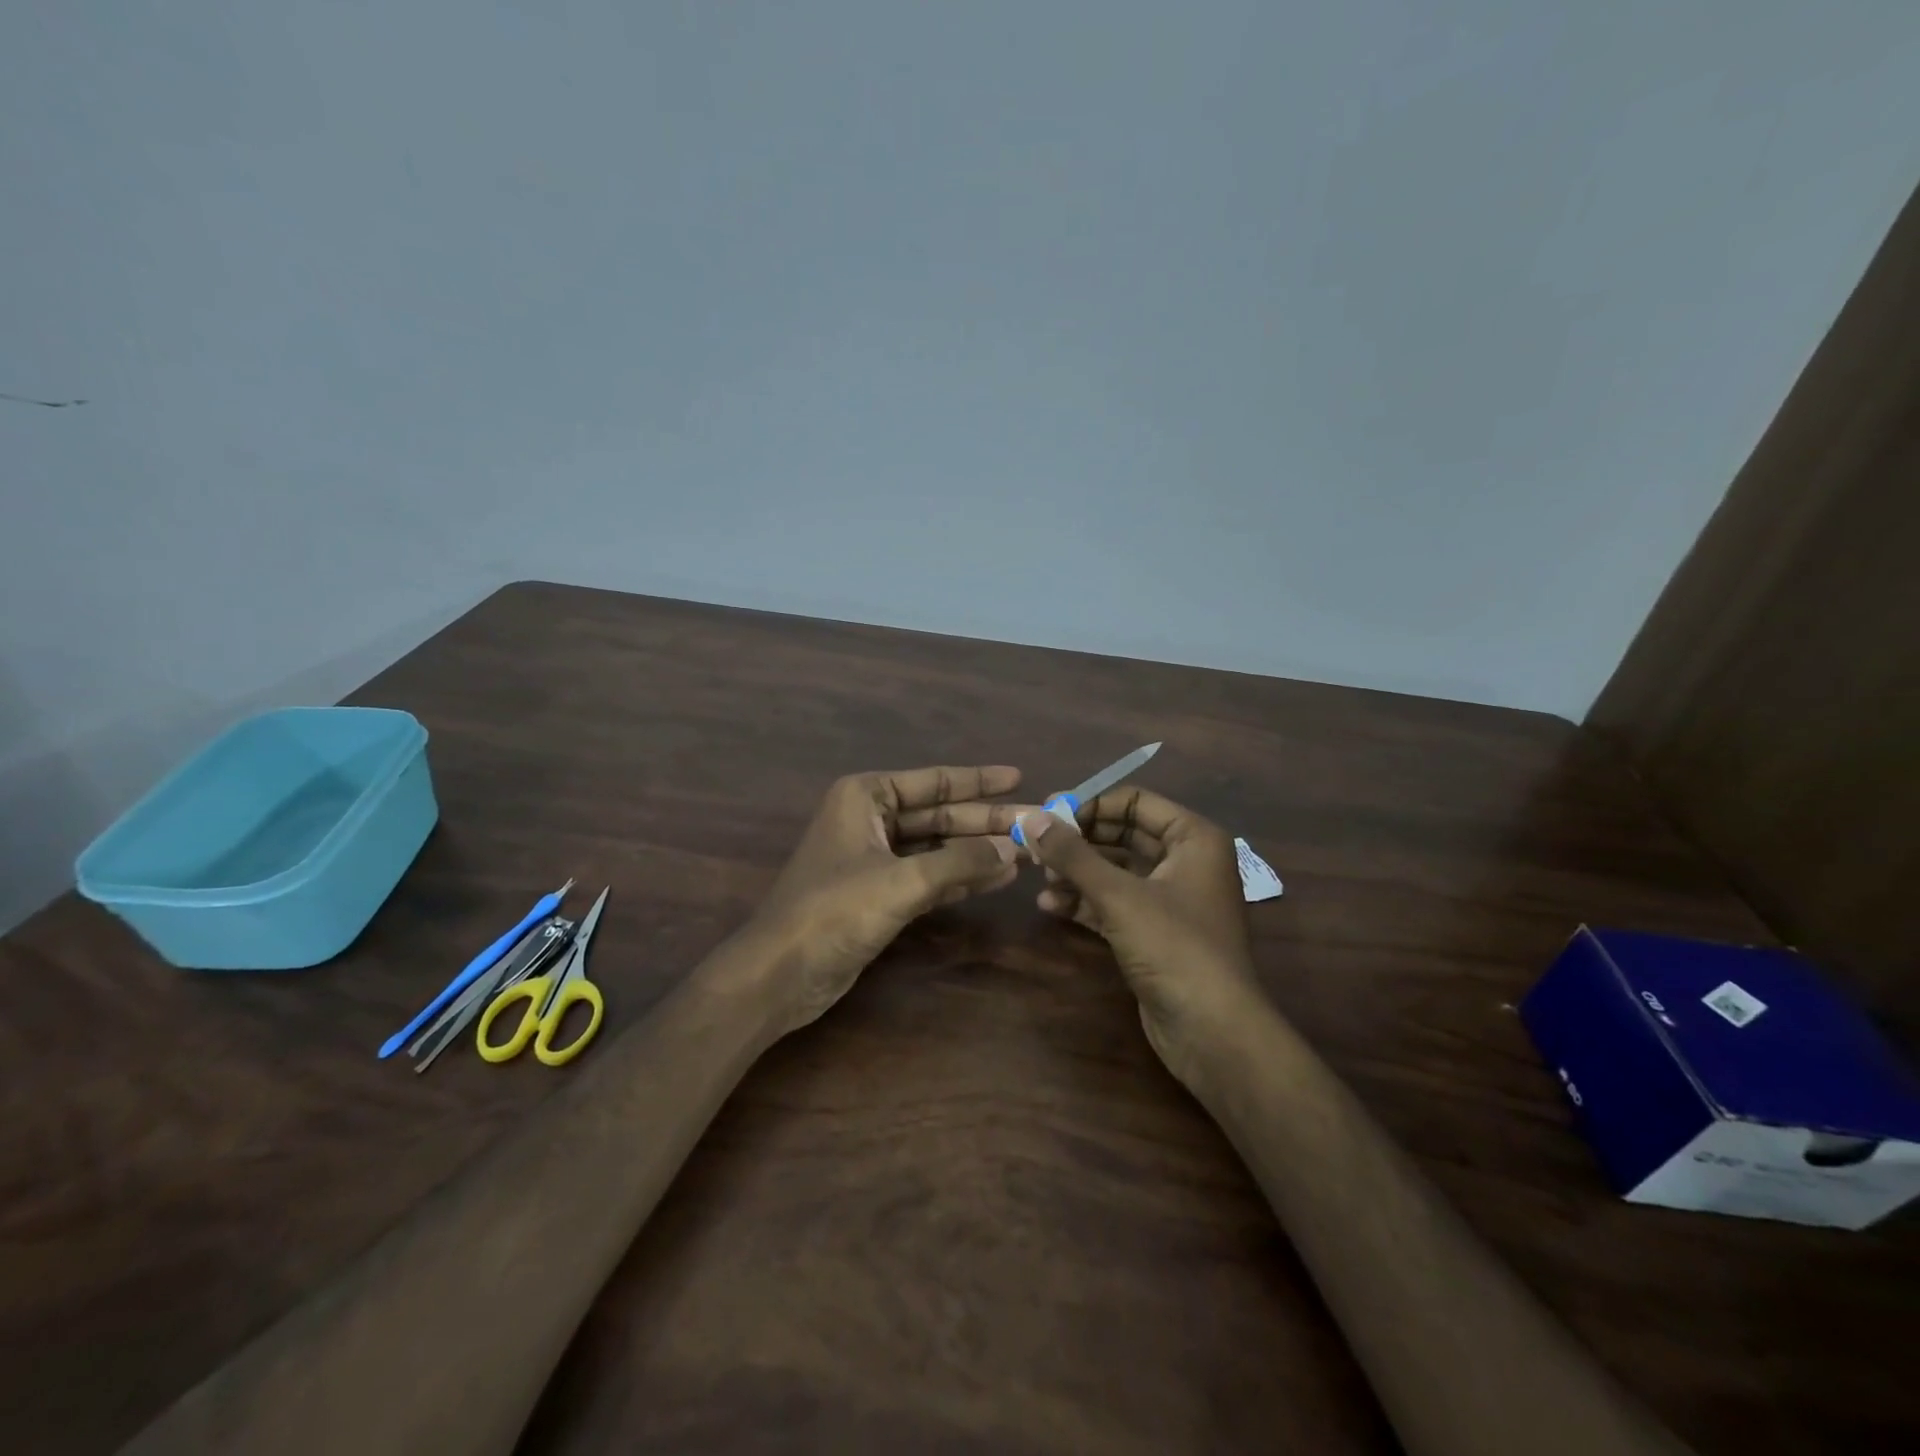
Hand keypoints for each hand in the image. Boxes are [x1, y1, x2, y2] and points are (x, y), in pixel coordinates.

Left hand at [749, 766, 1022, 1032]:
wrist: (782, 972)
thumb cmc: (835, 910)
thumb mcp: (902, 881)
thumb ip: (960, 862)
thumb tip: (1014, 849)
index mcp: (865, 796)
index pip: (932, 782)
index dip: (977, 780)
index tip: (1018, 776)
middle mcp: (870, 819)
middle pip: (938, 815)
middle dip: (984, 821)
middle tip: (1034, 822)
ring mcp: (874, 858)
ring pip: (936, 847)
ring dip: (977, 851)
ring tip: (1026, 851)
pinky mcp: (879, 894)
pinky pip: (929, 876)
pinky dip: (960, 877)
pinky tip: (998, 879)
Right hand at [1017, 789, 1260, 1086]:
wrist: (1212, 1032)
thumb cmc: (1174, 947)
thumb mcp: (1119, 895)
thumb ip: (1072, 854)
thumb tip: (1028, 816)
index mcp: (1193, 838)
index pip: (1136, 801)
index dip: (1091, 804)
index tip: (1048, 814)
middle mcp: (1185, 861)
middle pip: (1123, 835)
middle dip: (1079, 841)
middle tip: (1036, 845)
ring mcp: (1170, 899)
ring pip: (1116, 871)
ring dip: (1077, 872)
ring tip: (1038, 875)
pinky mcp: (1154, 932)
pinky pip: (1114, 903)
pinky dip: (1085, 901)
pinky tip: (1049, 904)